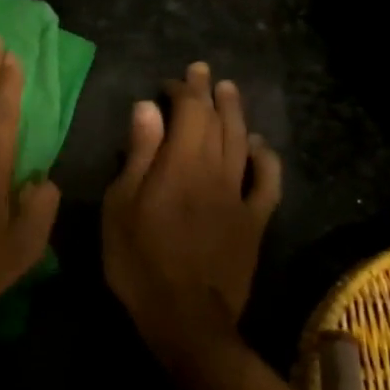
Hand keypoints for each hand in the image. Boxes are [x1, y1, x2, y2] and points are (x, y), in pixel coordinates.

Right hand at [102, 62, 281, 359]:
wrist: (186, 316)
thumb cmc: (139, 260)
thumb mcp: (121, 206)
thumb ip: (139, 155)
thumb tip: (147, 108)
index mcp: (180, 164)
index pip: (188, 112)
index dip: (182, 91)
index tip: (171, 81)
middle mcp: (214, 171)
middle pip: (217, 122)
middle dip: (209, 93)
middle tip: (205, 72)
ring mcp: (239, 197)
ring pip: (243, 144)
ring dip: (237, 114)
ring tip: (231, 92)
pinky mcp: (254, 222)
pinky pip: (267, 183)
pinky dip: (266, 159)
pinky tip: (260, 146)